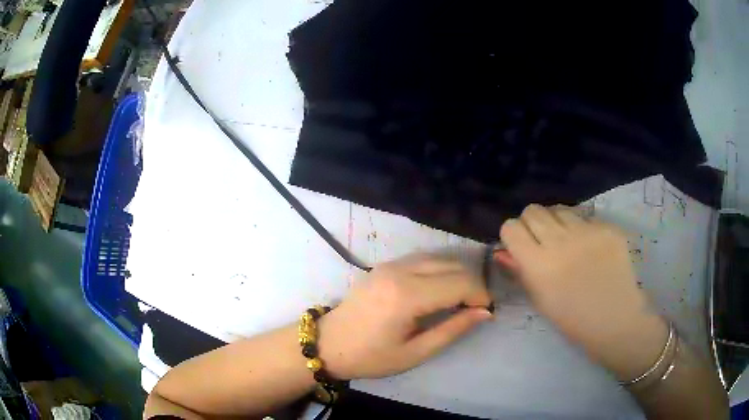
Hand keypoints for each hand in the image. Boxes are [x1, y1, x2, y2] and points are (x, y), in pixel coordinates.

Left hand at [318, 255, 492, 379]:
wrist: (328, 344)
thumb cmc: (370, 357)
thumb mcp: (415, 352)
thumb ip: (452, 329)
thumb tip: (484, 312)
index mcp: (407, 296)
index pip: (460, 282)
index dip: (480, 295)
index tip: (486, 312)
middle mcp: (400, 271)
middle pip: (453, 265)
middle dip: (472, 285)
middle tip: (475, 309)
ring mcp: (391, 264)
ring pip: (440, 258)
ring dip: (457, 275)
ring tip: (461, 301)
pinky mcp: (385, 265)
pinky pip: (423, 260)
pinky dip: (440, 271)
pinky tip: (440, 290)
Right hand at [498, 204, 667, 380]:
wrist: (615, 319)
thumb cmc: (573, 319)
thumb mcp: (540, 300)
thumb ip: (520, 271)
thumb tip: (504, 251)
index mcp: (538, 264)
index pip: (512, 227)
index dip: (512, 235)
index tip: (519, 246)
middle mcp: (560, 240)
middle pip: (533, 211)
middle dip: (532, 224)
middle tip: (543, 241)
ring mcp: (586, 231)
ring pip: (559, 209)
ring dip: (556, 223)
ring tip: (567, 242)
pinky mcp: (606, 227)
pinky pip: (585, 218)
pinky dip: (581, 229)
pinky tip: (591, 249)